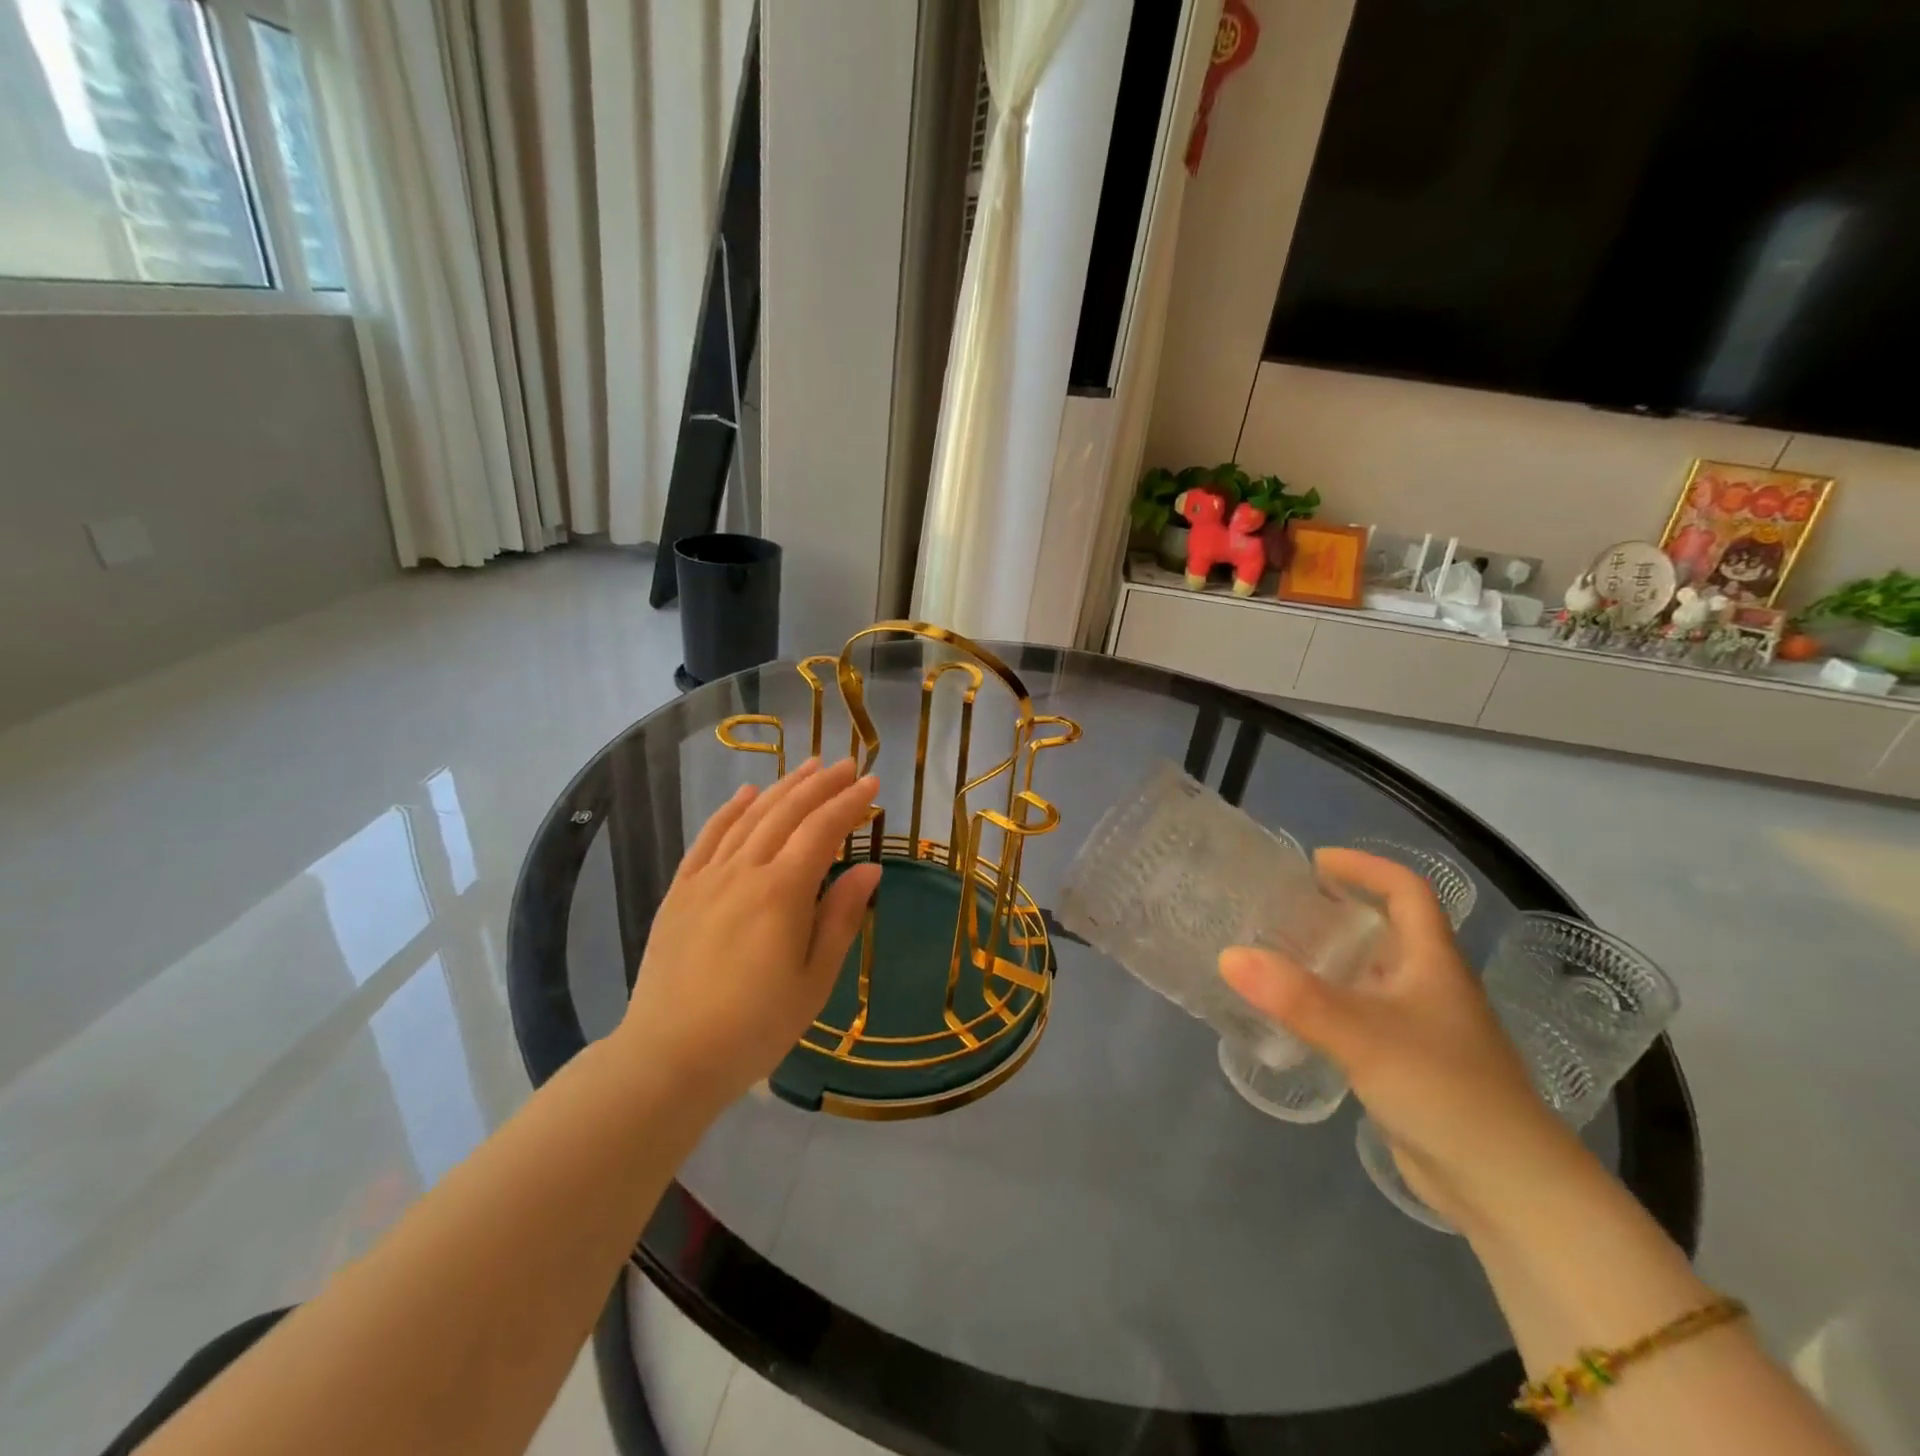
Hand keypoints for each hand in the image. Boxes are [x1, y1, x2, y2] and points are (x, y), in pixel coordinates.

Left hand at [617, 758, 882, 1109]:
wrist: (669, 1056)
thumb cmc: (755, 1027)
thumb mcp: (814, 981)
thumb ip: (840, 918)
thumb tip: (869, 869)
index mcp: (781, 892)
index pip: (822, 830)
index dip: (849, 802)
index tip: (872, 783)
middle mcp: (743, 871)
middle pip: (787, 812)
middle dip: (820, 784)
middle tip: (846, 764)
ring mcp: (706, 878)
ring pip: (749, 817)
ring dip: (782, 787)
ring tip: (807, 766)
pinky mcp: (680, 891)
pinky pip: (707, 837)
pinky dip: (730, 810)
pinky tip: (746, 793)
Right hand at [1218, 849, 1592, 1234]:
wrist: (1507, 1189)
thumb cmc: (1446, 1092)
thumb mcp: (1365, 1036)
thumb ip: (1296, 997)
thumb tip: (1228, 955)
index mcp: (1432, 962)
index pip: (1408, 891)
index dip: (1366, 866)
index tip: (1315, 861)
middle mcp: (1428, 985)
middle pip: (1385, 929)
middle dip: (1336, 909)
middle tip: (1279, 906)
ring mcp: (1420, 1027)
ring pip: (1370, 974)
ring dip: (1329, 957)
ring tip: (1273, 951)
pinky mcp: (1407, 1064)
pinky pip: (1361, 1014)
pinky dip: (1328, 1002)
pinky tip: (1294, 1014)